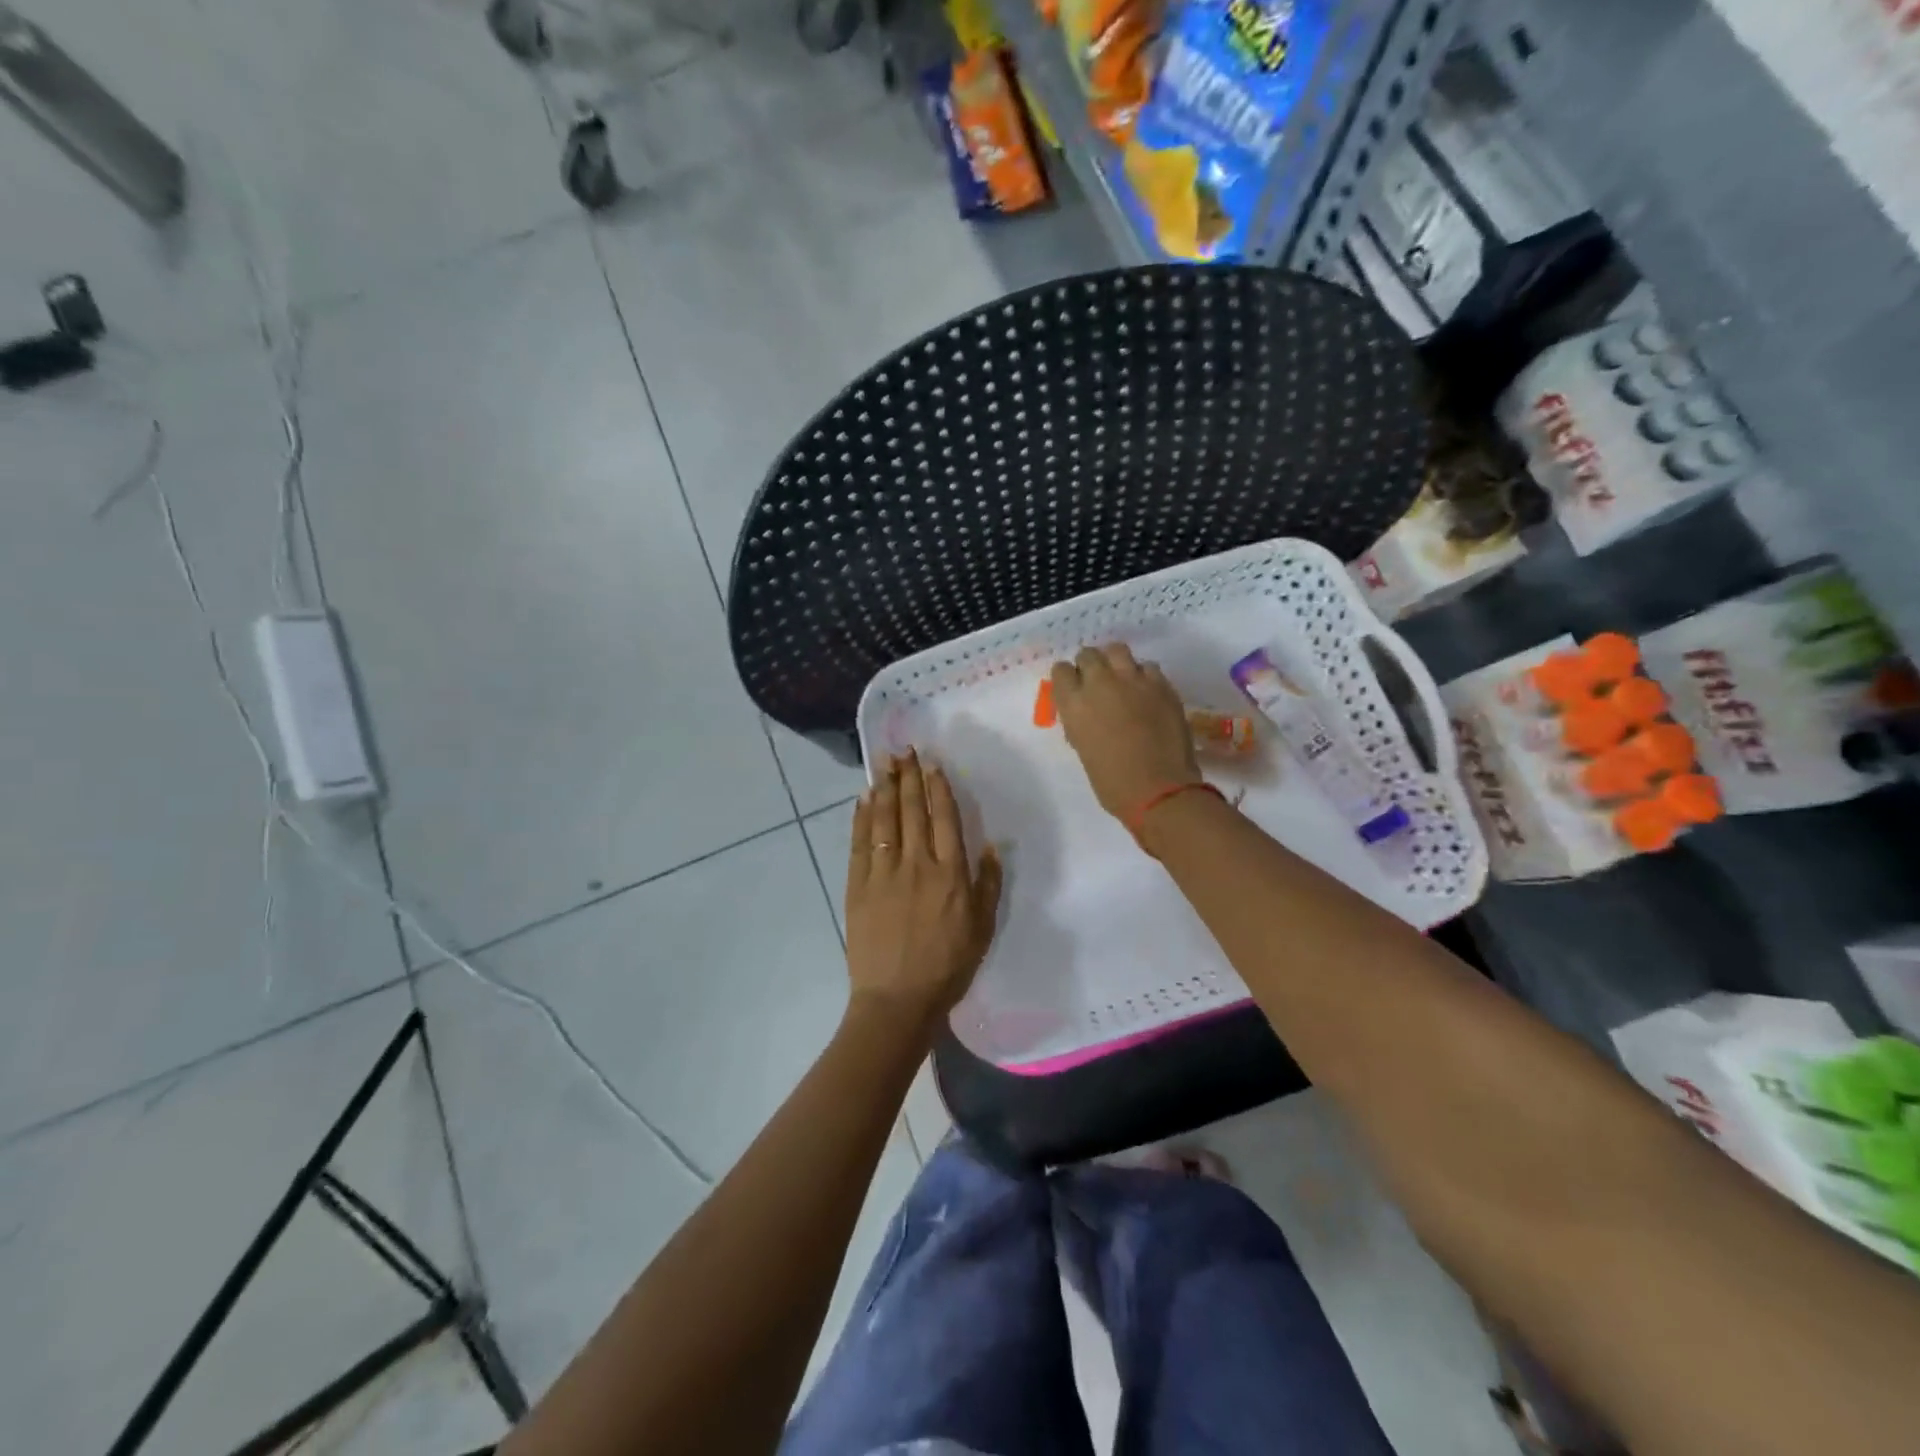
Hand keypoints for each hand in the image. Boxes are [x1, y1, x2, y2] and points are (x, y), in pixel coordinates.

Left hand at [846, 751, 1002, 1036]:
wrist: (897, 999)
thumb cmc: (947, 967)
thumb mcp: (982, 929)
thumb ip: (987, 884)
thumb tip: (990, 845)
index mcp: (950, 874)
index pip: (944, 819)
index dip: (938, 788)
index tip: (932, 763)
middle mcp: (916, 864)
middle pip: (913, 810)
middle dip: (909, 776)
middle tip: (903, 749)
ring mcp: (883, 873)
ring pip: (885, 820)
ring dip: (885, 787)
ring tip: (884, 762)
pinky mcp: (858, 885)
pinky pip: (860, 842)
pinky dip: (862, 817)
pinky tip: (863, 798)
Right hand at [1049, 644, 1201, 820]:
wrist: (1160, 790)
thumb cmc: (1112, 782)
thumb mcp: (1083, 748)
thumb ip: (1080, 721)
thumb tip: (1085, 712)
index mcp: (1074, 703)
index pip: (1061, 671)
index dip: (1068, 679)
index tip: (1073, 689)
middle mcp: (1100, 683)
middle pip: (1089, 654)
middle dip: (1090, 665)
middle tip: (1097, 683)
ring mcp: (1133, 680)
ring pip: (1118, 650)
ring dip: (1115, 662)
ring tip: (1121, 679)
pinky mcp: (1162, 685)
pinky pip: (1148, 667)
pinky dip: (1143, 676)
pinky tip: (1146, 692)